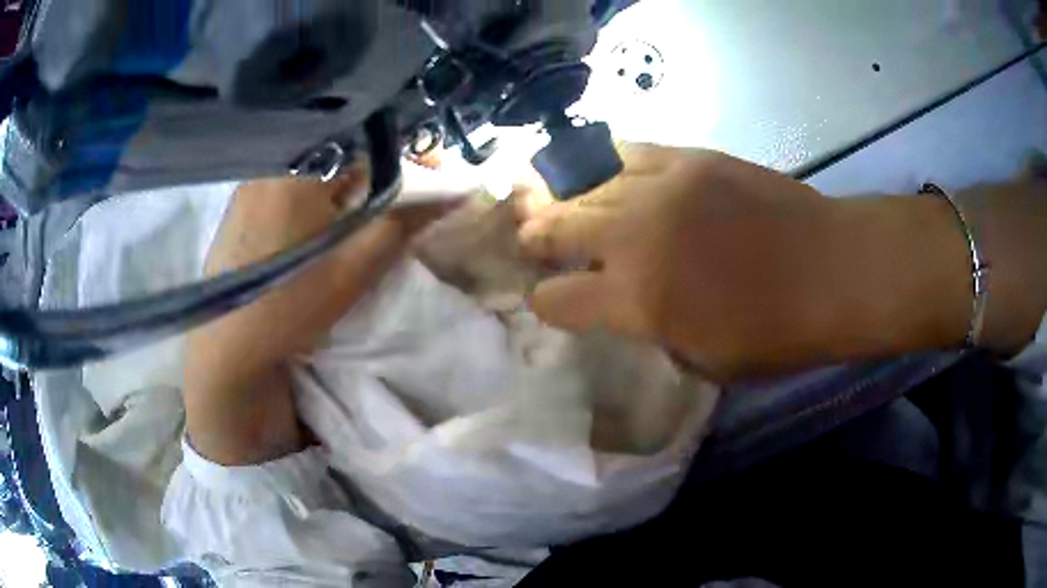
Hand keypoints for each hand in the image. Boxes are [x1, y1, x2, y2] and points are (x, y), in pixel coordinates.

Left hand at [186, 170, 458, 464]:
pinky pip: (286, 183)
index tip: (428, 175)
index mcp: (298, 169)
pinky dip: (312, 195)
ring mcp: (249, 183)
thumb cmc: (290, 307)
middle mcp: (269, 163)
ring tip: (356, 218)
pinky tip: (313, 228)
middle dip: (373, 171)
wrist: (226, 350)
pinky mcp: (238, 205)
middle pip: (337, 150)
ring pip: (312, 167)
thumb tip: (455, 192)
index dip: (404, 155)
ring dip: (342, 184)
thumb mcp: (353, 269)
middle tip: (393, 203)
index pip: (365, 139)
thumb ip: (403, 223)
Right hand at [519, 144, 972, 381]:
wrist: (831, 269)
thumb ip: (653, 331)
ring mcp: (662, 187)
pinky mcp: (691, 157)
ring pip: (587, 185)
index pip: (558, 300)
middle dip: (536, 237)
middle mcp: (636, 237)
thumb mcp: (704, 361)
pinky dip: (611, 165)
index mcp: (638, 301)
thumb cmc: (776, 333)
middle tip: (529, 238)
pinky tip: (609, 173)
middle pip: (558, 228)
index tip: (548, 301)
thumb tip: (627, 308)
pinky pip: (629, 152)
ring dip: (568, 199)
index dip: (546, 303)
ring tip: (558, 201)